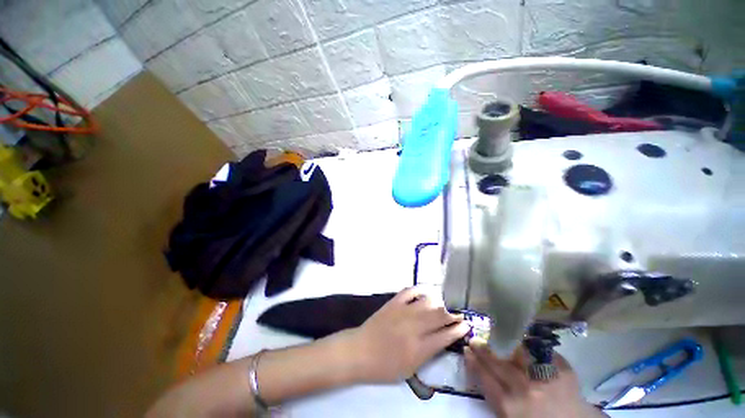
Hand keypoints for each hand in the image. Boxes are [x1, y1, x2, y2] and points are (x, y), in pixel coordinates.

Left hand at [347, 287, 469, 382]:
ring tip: (443, 306)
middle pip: (440, 316)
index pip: (446, 336)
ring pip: (428, 302)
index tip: (467, 325)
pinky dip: (420, 289)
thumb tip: (442, 339)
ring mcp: (404, 311)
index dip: (459, 329)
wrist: (361, 351)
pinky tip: (426, 291)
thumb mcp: (411, 369)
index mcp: (420, 348)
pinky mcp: (394, 302)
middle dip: (453, 314)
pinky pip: (410, 291)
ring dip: (439, 303)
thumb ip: (428, 353)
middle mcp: (415, 327)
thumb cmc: (385, 366)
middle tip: (459, 314)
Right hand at [465, 340, 604, 417]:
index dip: (473, 361)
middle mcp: (524, 389)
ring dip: (503, 342)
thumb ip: (498, 397)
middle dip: (483, 349)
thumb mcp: (512, 417)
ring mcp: (544, 377)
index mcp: (510, 406)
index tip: (466, 350)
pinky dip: (531, 344)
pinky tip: (524, 339)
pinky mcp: (562, 369)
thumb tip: (483, 372)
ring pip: (517, 352)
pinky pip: (541, 350)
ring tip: (495, 335)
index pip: (484, 377)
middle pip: (497, 363)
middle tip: (474, 339)